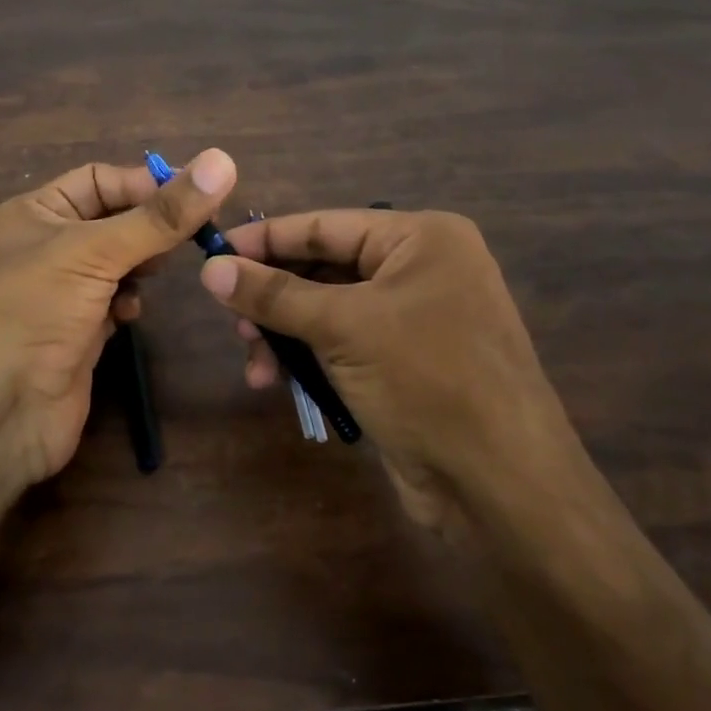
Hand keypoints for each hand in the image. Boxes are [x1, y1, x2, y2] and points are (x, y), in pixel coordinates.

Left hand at [0, 150, 235, 486]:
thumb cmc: (32, 311)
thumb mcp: (94, 252)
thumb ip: (160, 215)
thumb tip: (222, 161)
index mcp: (33, 213)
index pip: (99, 180)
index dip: (146, 184)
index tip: (198, 197)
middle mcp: (44, 247)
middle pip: (112, 221)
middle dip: (149, 227)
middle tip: (193, 235)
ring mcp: (61, 294)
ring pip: (118, 264)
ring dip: (141, 265)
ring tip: (156, 274)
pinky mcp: (77, 334)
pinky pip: (114, 303)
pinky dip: (128, 302)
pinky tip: (130, 314)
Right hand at [197, 209, 584, 534]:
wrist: (500, 485)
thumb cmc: (427, 381)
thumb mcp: (344, 328)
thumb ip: (274, 295)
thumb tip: (210, 268)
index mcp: (421, 239)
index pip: (325, 226)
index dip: (266, 238)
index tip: (213, 252)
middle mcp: (420, 269)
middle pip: (323, 269)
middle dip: (274, 297)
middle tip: (232, 321)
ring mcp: (414, 318)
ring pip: (326, 311)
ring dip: (285, 335)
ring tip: (255, 365)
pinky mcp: (404, 362)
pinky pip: (341, 344)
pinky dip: (307, 359)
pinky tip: (276, 382)